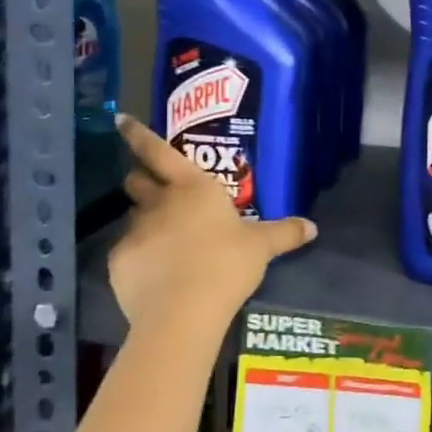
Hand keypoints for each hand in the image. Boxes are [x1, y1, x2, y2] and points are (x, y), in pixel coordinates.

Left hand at [108, 115, 316, 343]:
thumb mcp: (262, 247)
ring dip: (144, 222)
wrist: (183, 312)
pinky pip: (127, 253)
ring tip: (162, 242)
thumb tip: (312, 226)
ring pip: (133, 217)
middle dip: (141, 180)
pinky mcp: (119, 261)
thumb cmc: (226, 265)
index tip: (121, 119)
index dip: (138, 134)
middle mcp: (159, 202)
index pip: (158, 151)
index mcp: (193, 187)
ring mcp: (135, 231)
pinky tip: (153, 276)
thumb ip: (285, 233)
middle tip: (154, 189)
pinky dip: (138, 259)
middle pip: (137, 180)